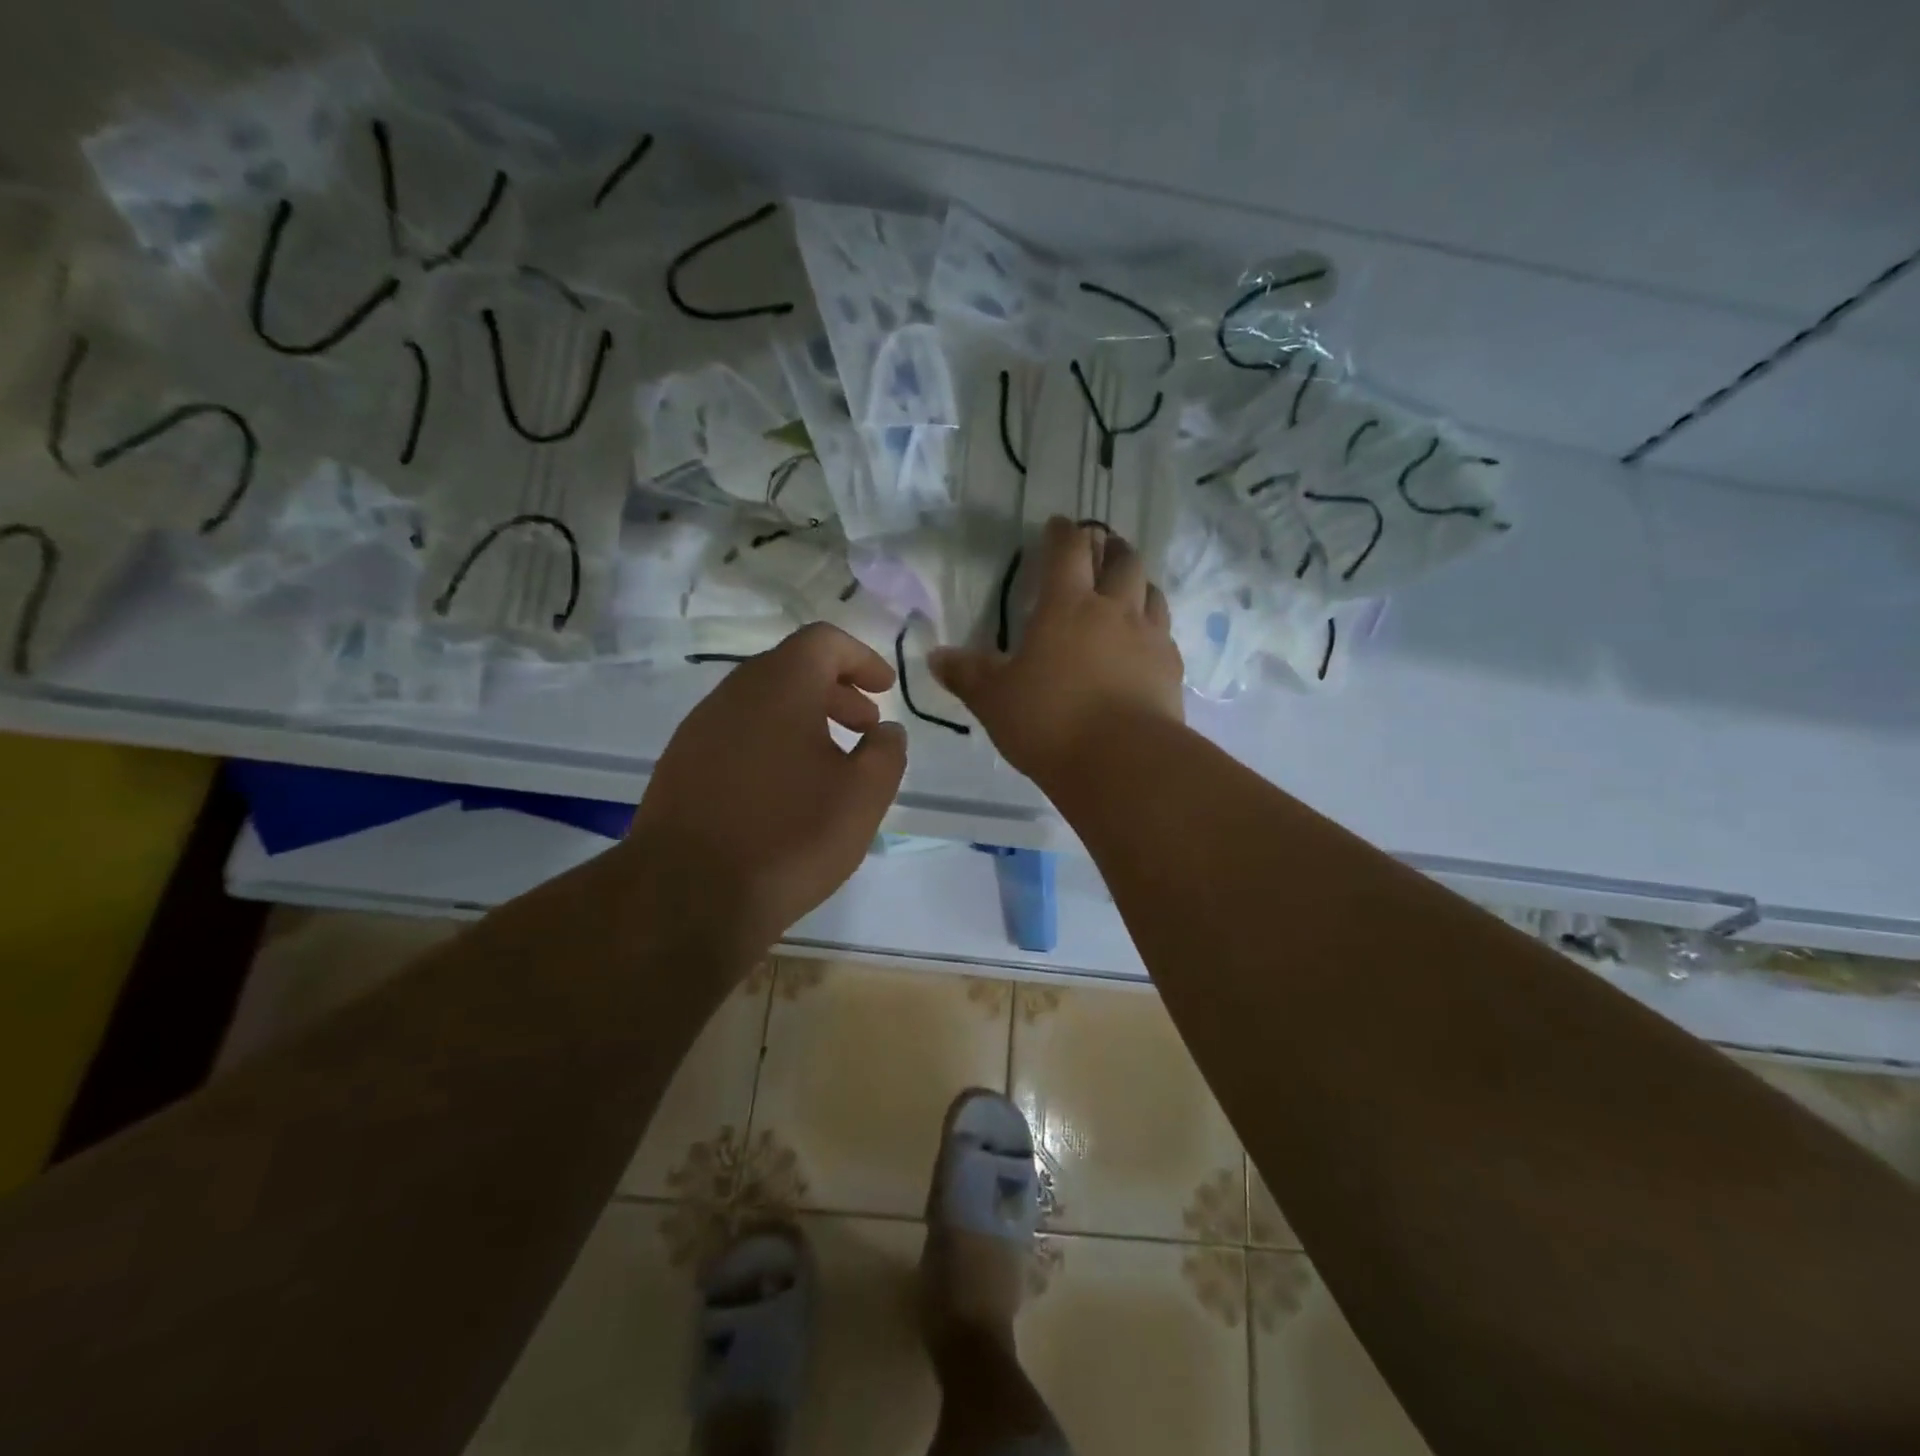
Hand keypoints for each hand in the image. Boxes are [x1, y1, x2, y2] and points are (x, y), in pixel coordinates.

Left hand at [624, 623, 906, 954]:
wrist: (687, 897)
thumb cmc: (789, 835)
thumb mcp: (864, 795)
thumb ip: (886, 752)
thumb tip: (886, 731)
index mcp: (779, 685)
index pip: (823, 641)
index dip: (861, 658)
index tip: (884, 690)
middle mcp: (733, 694)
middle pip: (791, 669)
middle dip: (836, 691)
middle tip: (866, 727)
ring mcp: (699, 730)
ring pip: (762, 704)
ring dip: (803, 719)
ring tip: (830, 762)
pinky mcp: (680, 766)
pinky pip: (737, 736)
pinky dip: (772, 743)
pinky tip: (785, 790)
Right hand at [931, 516, 1183, 787]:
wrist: (1123, 762)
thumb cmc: (1050, 722)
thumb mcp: (995, 701)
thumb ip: (967, 675)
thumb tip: (936, 657)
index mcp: (1068, 607)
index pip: (1068, 551)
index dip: (1063, 533)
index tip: (1058, 525)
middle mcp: (1114, 611)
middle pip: (1123, 561)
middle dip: (1110, 547)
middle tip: (1100, 547)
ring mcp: (1150, 638)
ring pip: (1151, 592)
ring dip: (1137, 582)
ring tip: (1127, 588)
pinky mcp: (1171, 669)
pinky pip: (1165, 633)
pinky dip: (1154, 626)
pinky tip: (1145, 643)